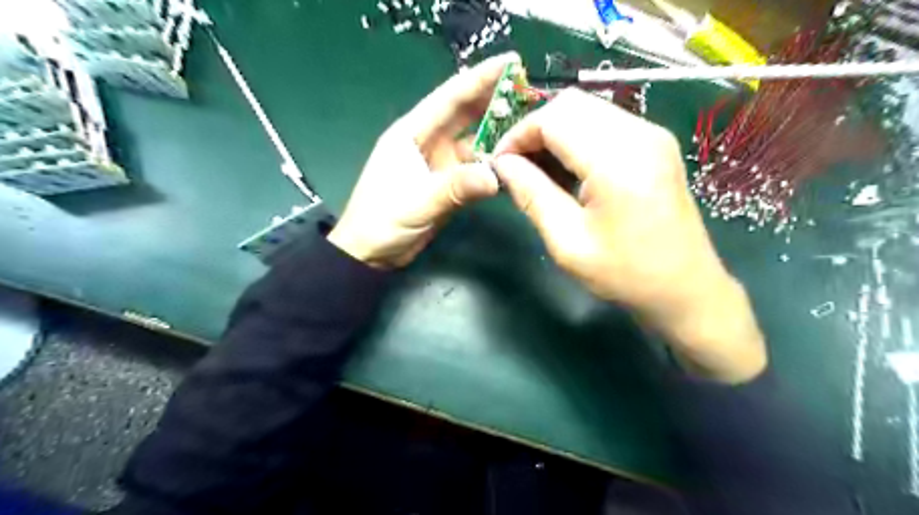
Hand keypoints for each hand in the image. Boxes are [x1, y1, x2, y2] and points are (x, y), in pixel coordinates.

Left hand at [326, 52, 519, 268]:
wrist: (370, 254)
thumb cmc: (380, 222)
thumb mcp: (416, 203)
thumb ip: (454, 188)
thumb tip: (496, 177)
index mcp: (412, 133)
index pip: (450, 98)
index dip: (480, 78)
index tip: (511, 62)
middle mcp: (428, 142)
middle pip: (466, 114)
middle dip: (496, 100)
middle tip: (530, 91)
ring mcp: (440, 163)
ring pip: (475, 142)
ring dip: (499, 135)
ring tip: (531, 127)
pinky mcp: (449, 184)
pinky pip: (476, 169)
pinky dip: (494, 166)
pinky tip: (514, 163)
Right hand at [491, 88, 766, 381]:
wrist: (686, 290)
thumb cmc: (626, 274)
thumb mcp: (568, 242)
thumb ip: (532, 195)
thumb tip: (503, 164)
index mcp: (617, 159)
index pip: (553, 118)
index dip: (518, 135)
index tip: (499, 163)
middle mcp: (639, 133)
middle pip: (571, 104)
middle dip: (534, 129)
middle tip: (516, 166)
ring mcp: (652, 135)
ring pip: (587, 110)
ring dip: (555, 133)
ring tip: (537, 170)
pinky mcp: (655, 145)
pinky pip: (605, 124)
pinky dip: (576, 138)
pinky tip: (566, 170)